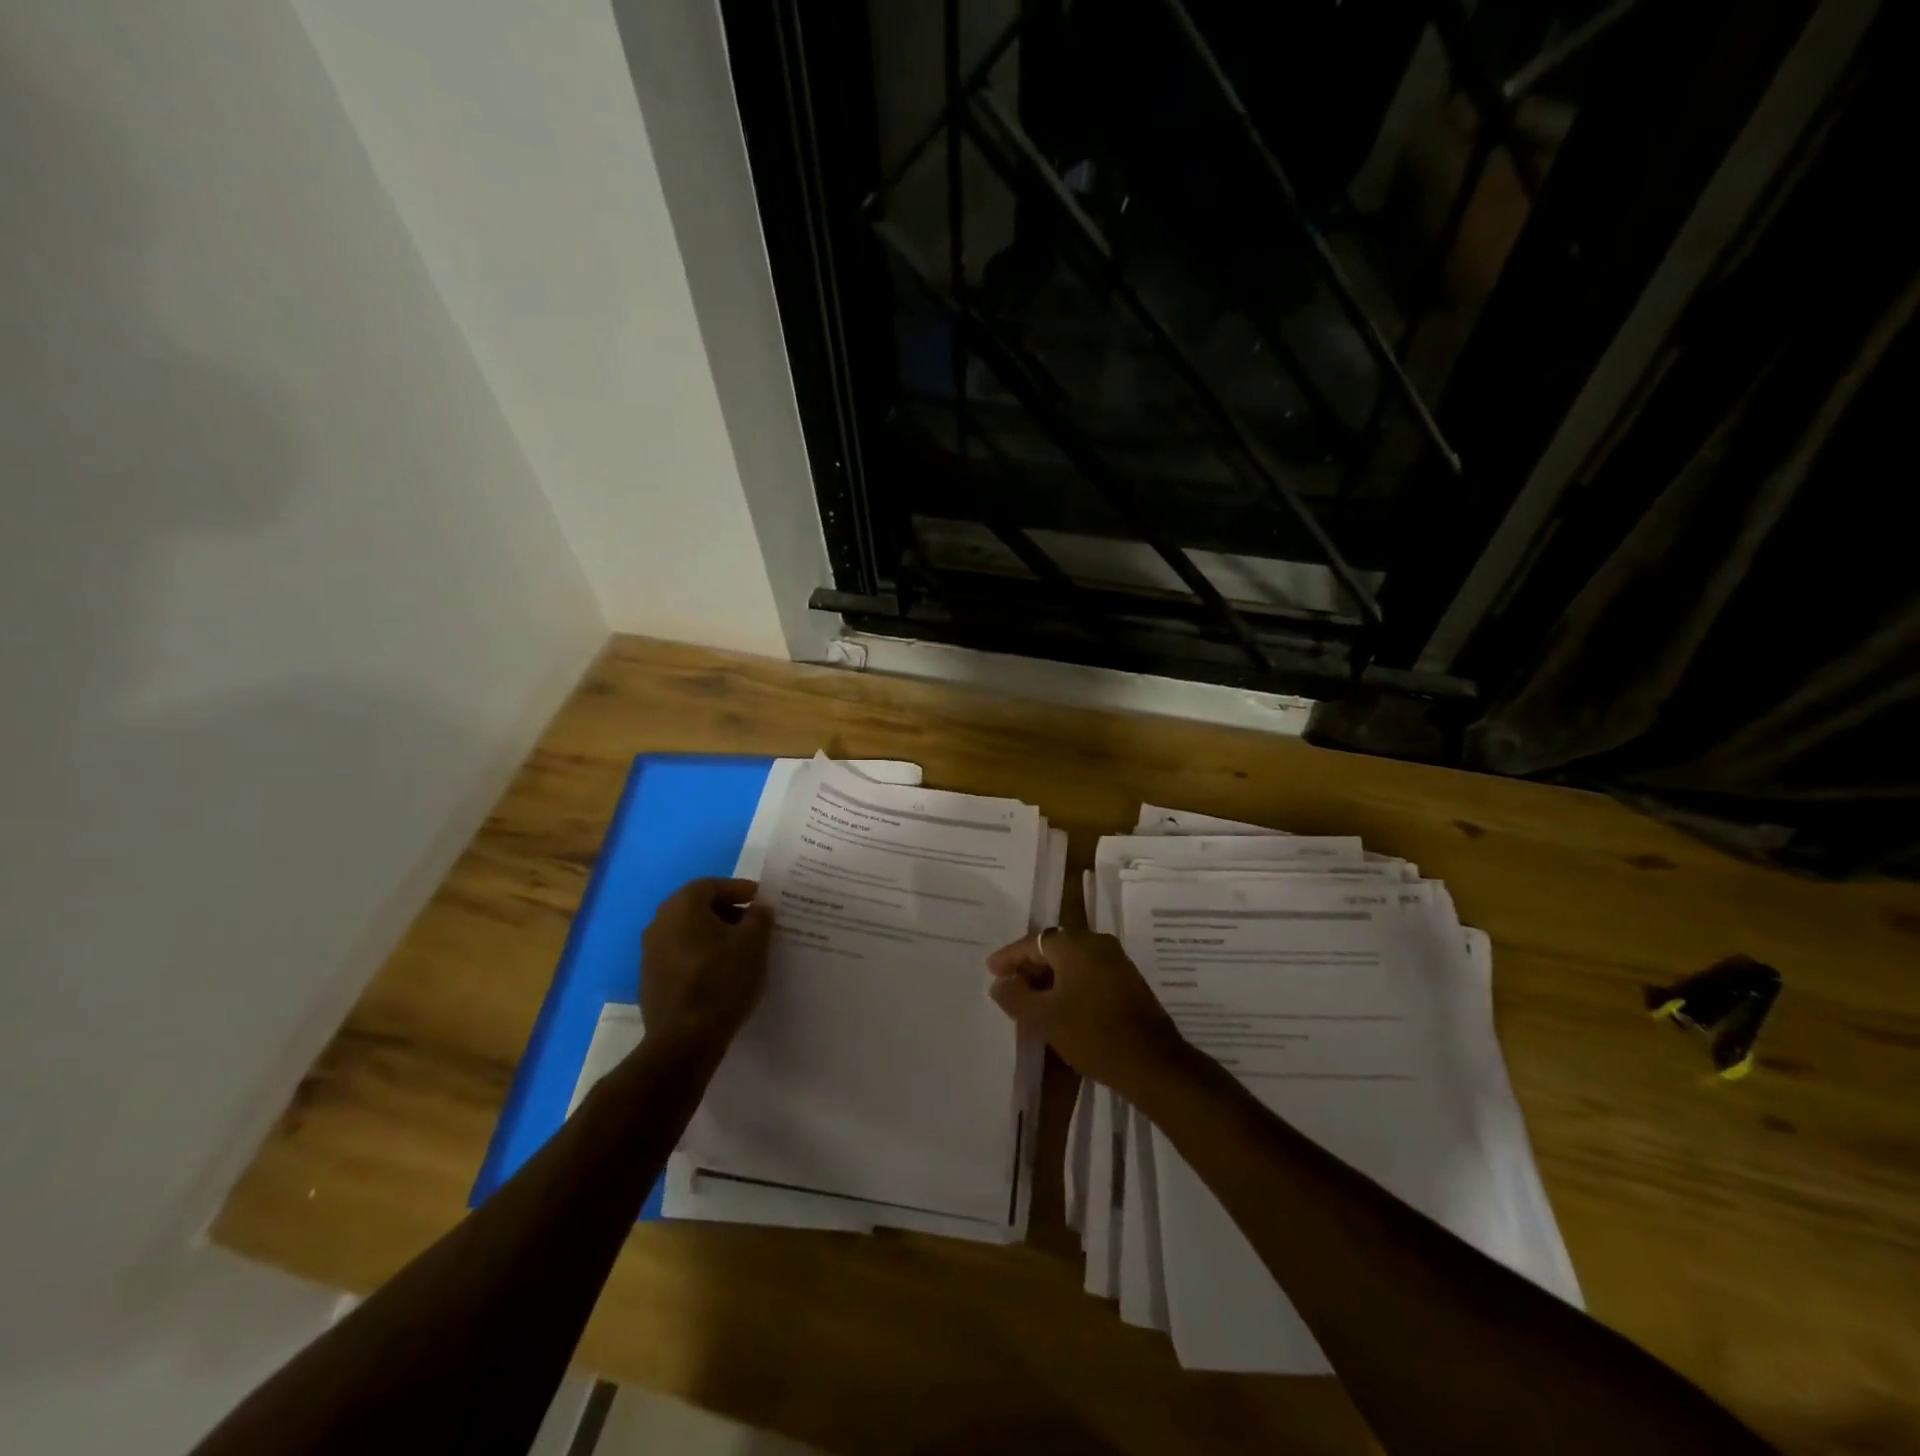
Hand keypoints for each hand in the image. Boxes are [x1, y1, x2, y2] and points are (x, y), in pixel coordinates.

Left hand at [639, 878, 773, 1052]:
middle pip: (697, 907)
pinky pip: (681, 956)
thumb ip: (759, 917)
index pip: (712, 885)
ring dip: (714, 935)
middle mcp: (660, 923)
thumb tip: (758, 908)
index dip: (739, 889)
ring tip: (742, 950)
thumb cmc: (722, 980)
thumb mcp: (754, 943)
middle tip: (754, 923)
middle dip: (728, 912)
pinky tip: (721, 973)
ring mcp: (650, 954)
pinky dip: (701, 956)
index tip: (761, 900)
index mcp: (682, 906)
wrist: (684, 1040)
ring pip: (688, 933)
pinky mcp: (651, 981)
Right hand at [985, 929, 1186, 1096]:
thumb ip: (1015, 997)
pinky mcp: (1128, 981)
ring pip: (1073, 962)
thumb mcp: (1044, 1018)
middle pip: (1054, 948)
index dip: (1010, 957)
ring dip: (1050, 977)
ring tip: (1031, 1000)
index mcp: (1075, 945)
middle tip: (1009, 986)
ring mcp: (1117, 961)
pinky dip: (1070, 984)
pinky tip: (1060, 1007)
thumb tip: (1000, 983)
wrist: (1152, 1063)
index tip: (991, 970)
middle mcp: (1097, 943)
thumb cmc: (1092, 1034)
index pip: (1033, 942)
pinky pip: (1089, 973)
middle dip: (1030, 967)